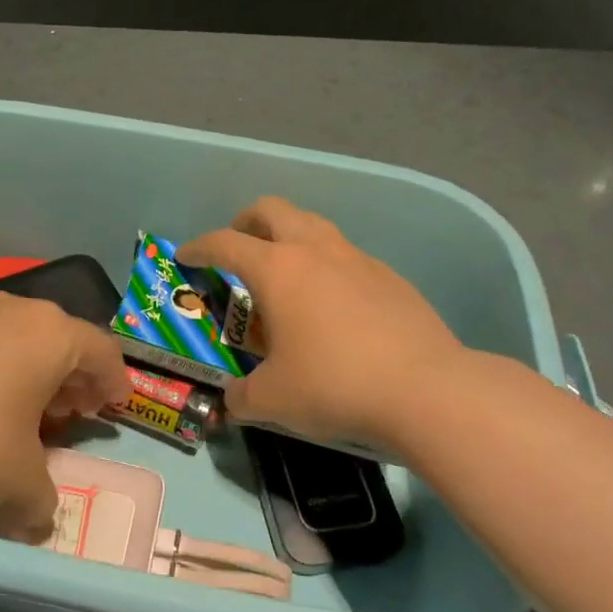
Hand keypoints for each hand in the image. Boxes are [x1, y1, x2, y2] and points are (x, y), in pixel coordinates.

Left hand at [0, 293, 127, 542]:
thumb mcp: (20, 485)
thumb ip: (44, 500)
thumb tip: (39, 516)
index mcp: (52, 334)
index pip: (103, 352)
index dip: (116, 383)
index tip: (116, 410)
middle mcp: (17, 311)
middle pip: (63, 340)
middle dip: (75, 379)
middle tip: (75, 415)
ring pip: (22, 339)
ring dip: (36, 374)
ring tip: (30, 413)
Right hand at [178, 197, 466, 450]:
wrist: (427, 390)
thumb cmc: (335, 385)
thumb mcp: (272, 400)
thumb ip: (241, 397)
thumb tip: (232, 401)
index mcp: (278, 270)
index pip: (225, 243)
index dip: (199, 246)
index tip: (185, 256)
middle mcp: (315, 251)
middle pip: (272, 210)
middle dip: (246, 222)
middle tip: (237, 249)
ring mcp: (357, 259)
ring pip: (313, 226)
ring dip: (288, 238)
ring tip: (283, 277)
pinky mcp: (390, 277)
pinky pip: (346, 256)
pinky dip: (325, 266)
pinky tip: (331, 307)